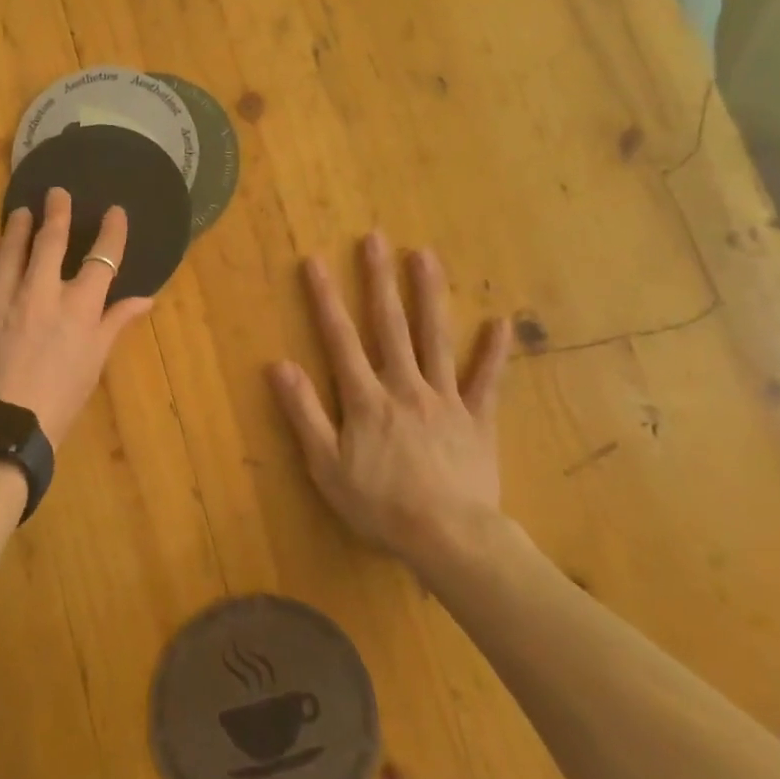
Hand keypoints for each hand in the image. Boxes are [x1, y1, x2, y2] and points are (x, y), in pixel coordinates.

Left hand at [0, 187, 153, 448]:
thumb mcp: (94, 362)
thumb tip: (146, 298)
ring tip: (21, 212)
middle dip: (58, 213)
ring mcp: (0, 297)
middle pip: (52, 241)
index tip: (114, 212)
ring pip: (11, 248)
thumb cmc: (58, 399)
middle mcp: (40, 292)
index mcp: (78, 308)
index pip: (102, 258)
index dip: (111, 231)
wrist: (1, 428)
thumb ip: (116, 323)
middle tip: (56, 194)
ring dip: (18, 227)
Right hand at [269, 231, 512, 567]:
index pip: (340, 339)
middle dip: (380, 280)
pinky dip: (494, 352)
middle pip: (390, 326)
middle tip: (376, 239)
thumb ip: (304, 413)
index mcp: (366, 398)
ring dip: (430, 295)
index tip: (315, 261)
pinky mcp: (477, 419)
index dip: (325, 299)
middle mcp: (405, 386)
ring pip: (436, 339)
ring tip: (425, 255)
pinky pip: (487, 381)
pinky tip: (501, 321)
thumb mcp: (326, 466)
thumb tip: (279, 365)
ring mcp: (445, 399)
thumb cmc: (380, 505)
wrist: (450, 539)